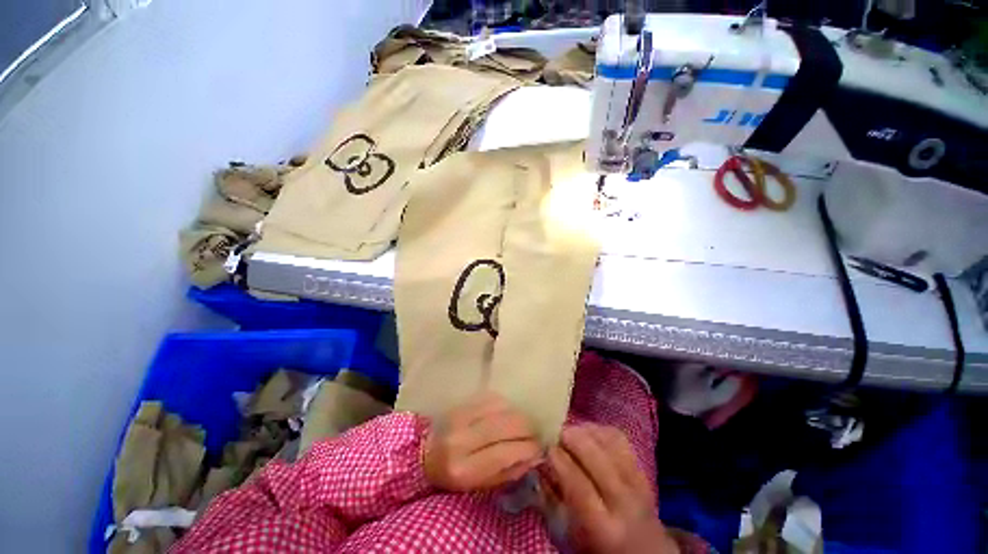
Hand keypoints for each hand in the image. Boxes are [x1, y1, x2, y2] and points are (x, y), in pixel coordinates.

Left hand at [423, 392, 541, 491]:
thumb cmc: (454, 475)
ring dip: (519, 415)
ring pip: (501, 408)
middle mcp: (461, 439)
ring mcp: (461, 417)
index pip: (504, 453)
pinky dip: (506, 405)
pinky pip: (492, 398)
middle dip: (527, 428)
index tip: (539, 448)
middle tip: (535, 432)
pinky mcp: (462, 403)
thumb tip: (534, 457)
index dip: (527, 448)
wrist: (425, 453)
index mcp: (464, 469)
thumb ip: (508, 472)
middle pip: (505, 425)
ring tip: (524, 423)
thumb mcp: (479, 485)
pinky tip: (509, 413)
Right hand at [545, 424, 678, 553]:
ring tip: (572, 431)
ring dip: (588, 431)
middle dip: (574, 439)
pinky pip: (622, 441)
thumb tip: (538, 466)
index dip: (561, 462)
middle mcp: (624, 503)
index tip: (547, 448)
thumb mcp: (567, 536)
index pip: (580, 486)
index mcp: (602, 528)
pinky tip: (589, 432)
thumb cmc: (596, 547)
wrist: (643, 553)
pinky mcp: (644, 472)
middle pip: (598, 459)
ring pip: (612, 444)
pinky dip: (602, 430)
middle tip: (557, 433)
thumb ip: (550, 501)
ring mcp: (638, 485)